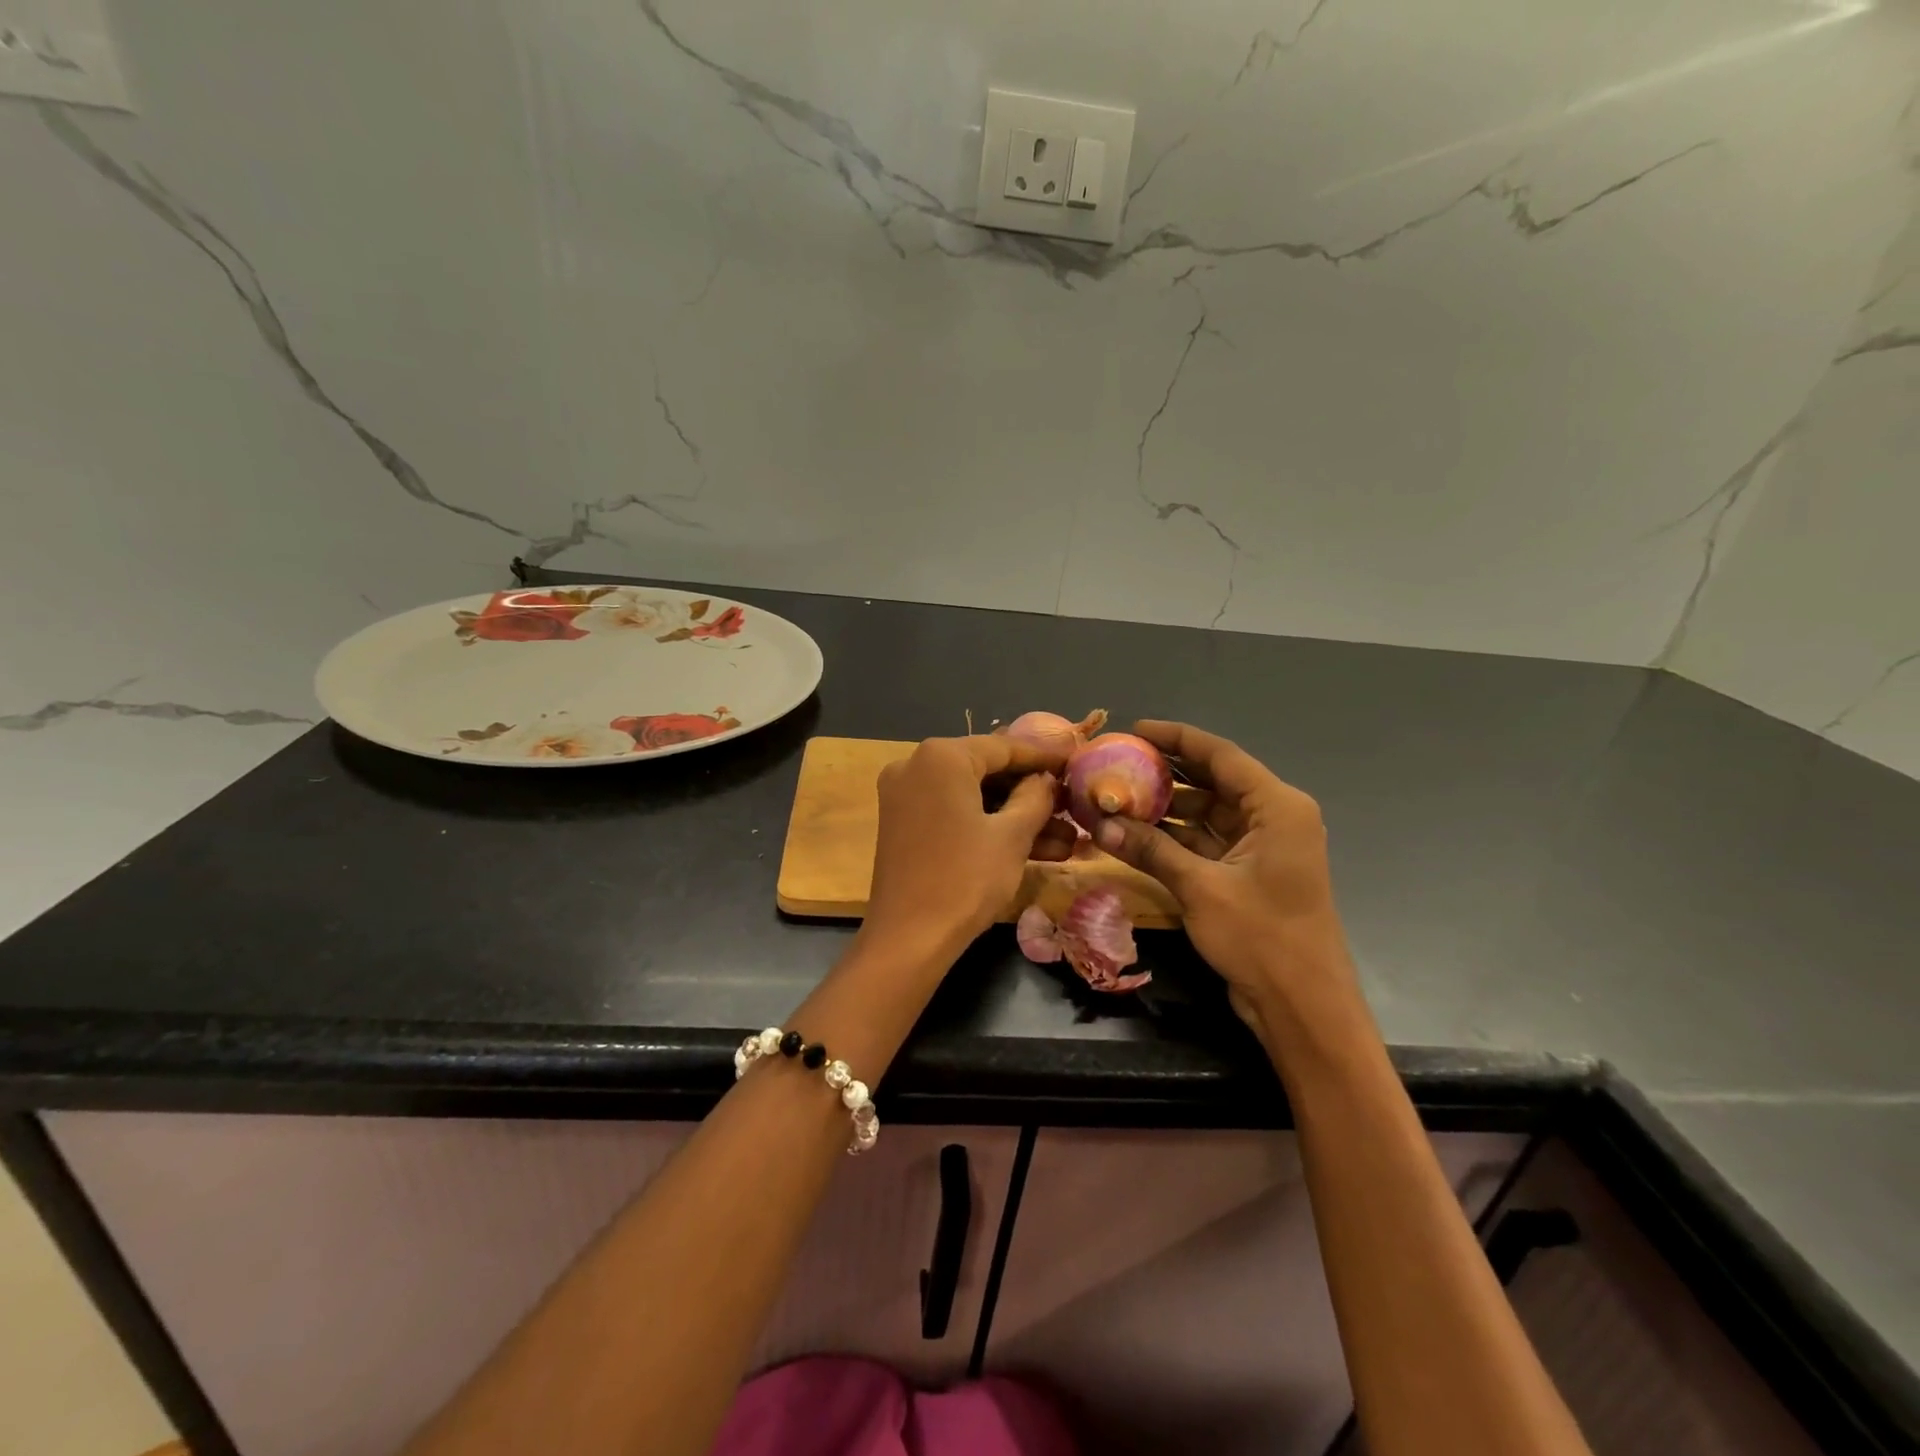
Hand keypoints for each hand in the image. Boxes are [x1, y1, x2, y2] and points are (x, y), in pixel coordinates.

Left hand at [864, 735, 1073, 962]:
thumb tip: (1045, 779)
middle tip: (1070, 806)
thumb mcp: (1012, 835)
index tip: (1075, 762)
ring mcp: (905, 794)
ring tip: (1065, 839)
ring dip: (1015, 816)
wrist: (908, 938)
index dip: (1044, 757)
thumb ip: (1035, 797)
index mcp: (941, 756)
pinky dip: (987, 826)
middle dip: (1032, 793)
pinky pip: (954, 812)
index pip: (1004, 746)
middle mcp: (916, 764)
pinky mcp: (903, 823)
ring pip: (972, 796)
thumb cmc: (965, 879)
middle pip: (986, 770)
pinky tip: (1033, 847)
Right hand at [1092, 721, 1359, 1031]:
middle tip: (1116, 763)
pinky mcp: (1247, 873)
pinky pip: (1205, 842)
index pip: (1220, 756)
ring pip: (1205, 813)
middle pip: (1212, 781)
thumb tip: (1100, 823)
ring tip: (1115, 797)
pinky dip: (1173, 838)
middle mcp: (1272, 818)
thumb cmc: (1262, 938)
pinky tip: (1134, 834)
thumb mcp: (1201, 888)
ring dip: (1165, 809)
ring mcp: (1260, 847)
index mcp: (1276, 807)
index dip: (1176, 738)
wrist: (1302, 1007)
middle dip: (1165, 773)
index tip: (1135, 728)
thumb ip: (1151, 849)